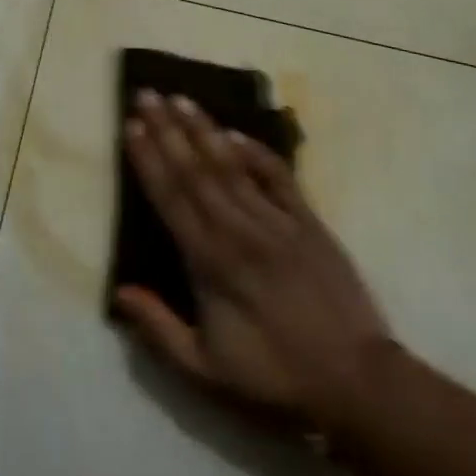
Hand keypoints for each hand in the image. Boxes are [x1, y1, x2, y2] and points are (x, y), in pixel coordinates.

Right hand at [113, 90, 392, 430]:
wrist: (356, 382)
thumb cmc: (274, 378)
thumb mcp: (206, 371)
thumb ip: (159, 329)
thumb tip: (119, 290)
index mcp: (210, 263)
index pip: (170, 198)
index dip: (148, 160)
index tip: (131, 126)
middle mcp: (238, 230)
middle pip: (195, 170)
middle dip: (167, 129)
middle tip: (147, 93)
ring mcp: (276, 220)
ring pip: (231, 164)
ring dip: (203, 129)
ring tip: (181, 98)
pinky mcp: (307, 219)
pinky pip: (277, 175)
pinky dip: (256, 151)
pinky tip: (235, 132)